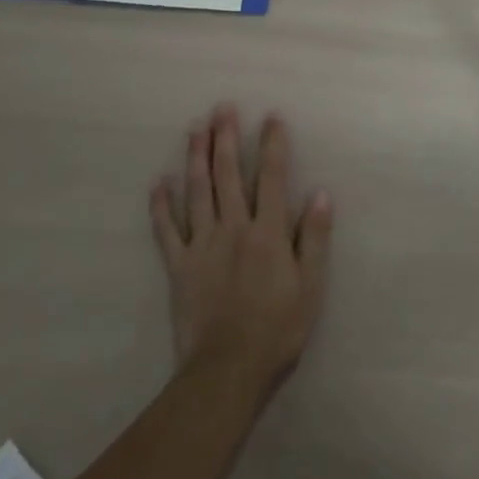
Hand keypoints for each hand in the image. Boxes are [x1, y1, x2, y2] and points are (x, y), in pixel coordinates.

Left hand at [150, 105, 332, 396]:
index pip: (272, 177)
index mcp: (268, 232)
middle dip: (226, 138)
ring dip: (196, 158)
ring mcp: (202, 245)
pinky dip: (161, 206)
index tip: (271, 117)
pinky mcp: (179, 266)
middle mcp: (234, 228)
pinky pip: (166, 230)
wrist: (228, 370)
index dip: (273, 145)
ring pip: (197, 192)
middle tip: (222, 108)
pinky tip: (158, 183)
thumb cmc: (278, 329)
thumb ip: (315, 238)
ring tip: (195, 129)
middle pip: (229, 175)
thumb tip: (321, 193)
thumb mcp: (311, 286)